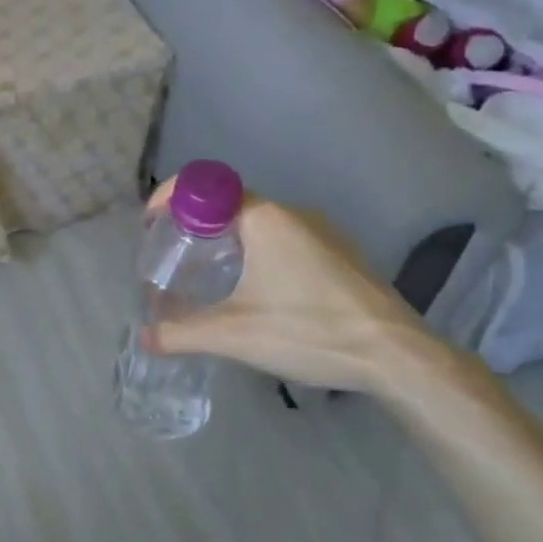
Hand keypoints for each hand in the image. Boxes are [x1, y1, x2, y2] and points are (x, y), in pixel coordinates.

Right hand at [145, 183, 461, 400]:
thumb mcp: (236, 336)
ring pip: (259, 222)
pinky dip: (258, 252)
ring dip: (228, 240)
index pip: (204, 186)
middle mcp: (293, 214)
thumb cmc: (310, 330)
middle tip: (175, 256)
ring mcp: (323, 232)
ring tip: (209, 275)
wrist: (398, 356)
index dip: (170, 198)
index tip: (152, 225)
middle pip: (229, 204)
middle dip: (195, 224)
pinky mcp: (341, 255)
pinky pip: (285, 239)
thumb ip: (183, 334)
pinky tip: (257, 291)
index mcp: (264, 219)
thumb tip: (144, 339)